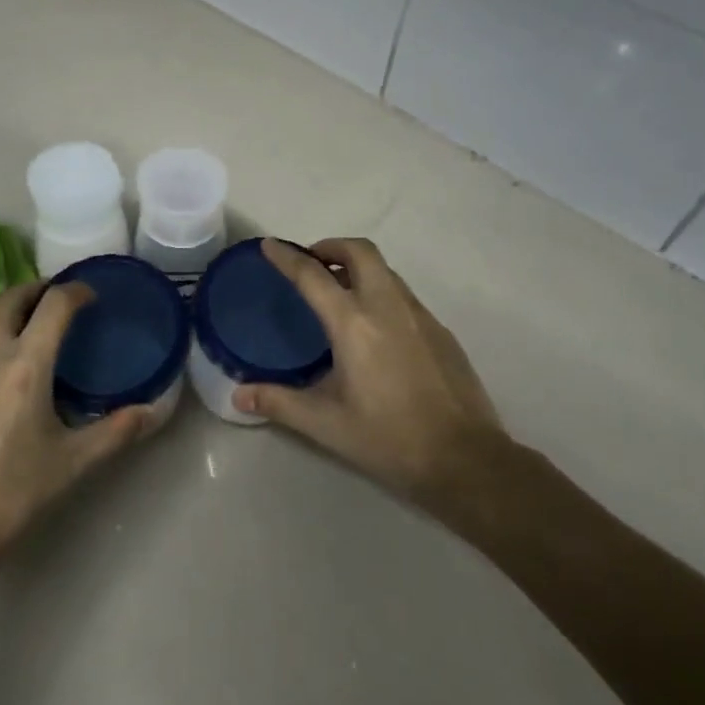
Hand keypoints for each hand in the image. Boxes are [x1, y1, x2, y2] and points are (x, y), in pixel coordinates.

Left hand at [0, 282, 150, 566]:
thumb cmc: (11, 497)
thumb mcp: (72, 464)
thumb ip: (116, 431)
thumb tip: (153, 411)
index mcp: (25, 365)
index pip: (55, 304)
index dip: (76, 291)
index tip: (90, 296)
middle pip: (12, 297)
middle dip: (38, 290)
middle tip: (56, 301)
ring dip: (5, 304)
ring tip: (21, 317)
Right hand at [233, 238, 505, 516]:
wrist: (465, 459)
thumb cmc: (388, 439)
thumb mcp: (326, 424)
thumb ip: (280, 403)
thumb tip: (239, 395)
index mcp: (354, 324)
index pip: (313, 276)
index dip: (287, 257)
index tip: (270, 245)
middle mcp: (387, 306)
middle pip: (360, 251)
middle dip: (332, 246)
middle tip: (312, 263)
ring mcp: (419, 315)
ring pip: (386, 270)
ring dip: (358, 268)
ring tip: (340, 292)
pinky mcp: (441, 331)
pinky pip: (403, 295)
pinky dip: (381, 291)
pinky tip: (376, 328)